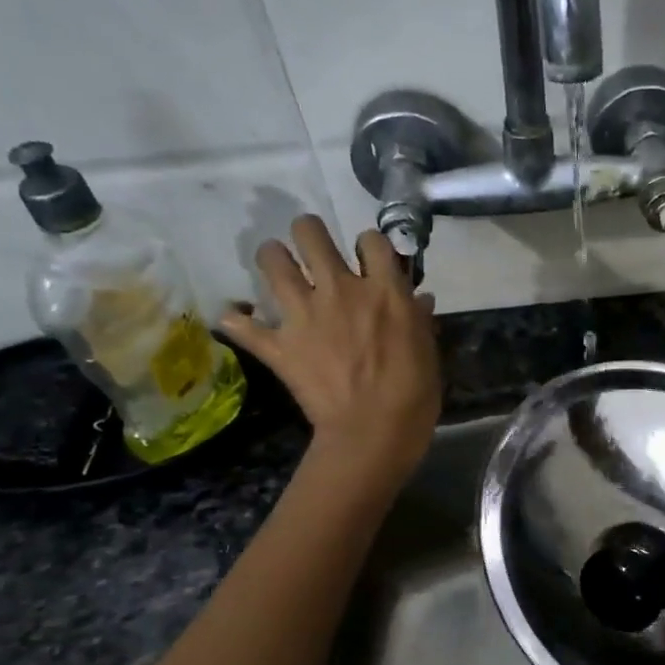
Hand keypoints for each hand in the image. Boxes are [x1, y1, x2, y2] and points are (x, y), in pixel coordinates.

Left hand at [219, 216, 440, 482]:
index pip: (371, 240)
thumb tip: (419, 298)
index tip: (369, 259)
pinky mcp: (278, 345)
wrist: (373, 431)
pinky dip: (237, 319)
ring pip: (271, 260)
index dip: (368, 245)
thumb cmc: (413, 393)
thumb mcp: (427, 350)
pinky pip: (241, 323)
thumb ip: (417, 318)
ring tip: (277, 266)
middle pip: (311, 234)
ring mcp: (304, 314)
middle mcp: (340, 290)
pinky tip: (239, 318)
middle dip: (309, 233)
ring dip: (272, 258)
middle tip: (312, 248)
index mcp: (383, 290)